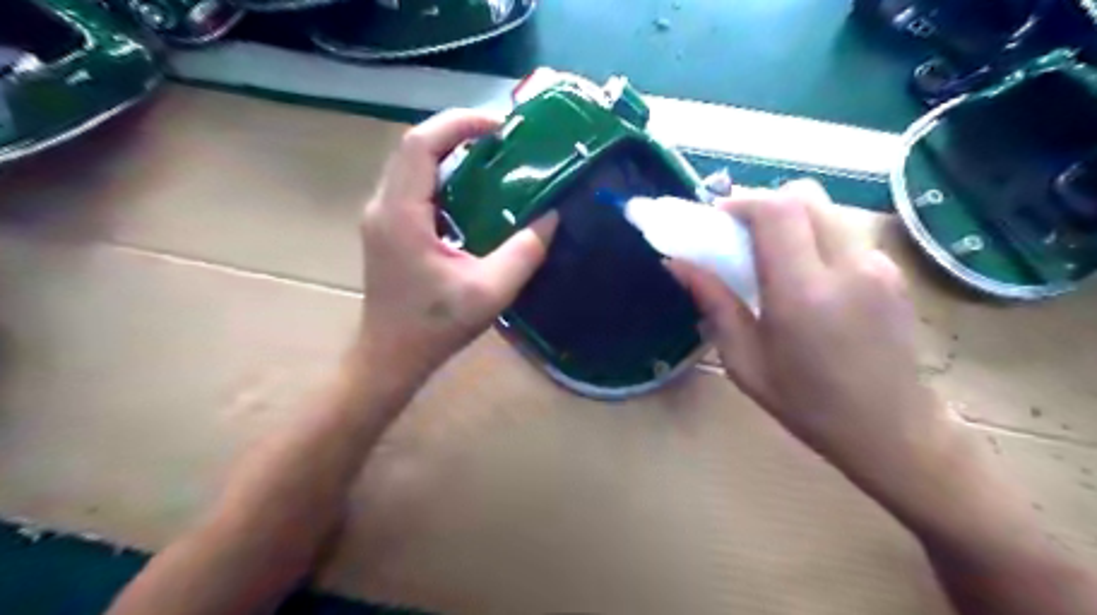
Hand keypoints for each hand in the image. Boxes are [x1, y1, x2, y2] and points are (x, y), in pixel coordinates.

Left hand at [358, 110, 558, 389]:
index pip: (421, 145)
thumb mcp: (489, 292)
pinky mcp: (387, 230)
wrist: (390, 357)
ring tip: (492, 158)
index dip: (459, 123)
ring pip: (412, 165)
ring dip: (450, 153)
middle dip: (457, 133)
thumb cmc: (434, 327)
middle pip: (414, 148)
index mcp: (401, 214)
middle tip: (502, 139)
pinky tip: (473, 192)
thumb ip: (524, 253)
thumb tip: (552, 216)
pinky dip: (444, 177)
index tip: (500, 126)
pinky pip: (414, 187)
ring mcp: (381, 217)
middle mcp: (383, 206)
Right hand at [663, 182, 955, 485]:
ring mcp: (878, 265)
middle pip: (805, 195)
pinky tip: (805, 277)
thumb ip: (713, 303)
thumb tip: (678, 264)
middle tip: (739, 232)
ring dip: (790, 218)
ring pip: (826, 210)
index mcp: (803, 292)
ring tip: (770, 254)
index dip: (743, 202)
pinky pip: (843, 233)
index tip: (717, 218)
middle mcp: (847, 266)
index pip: (778, 211)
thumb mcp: (744, 360)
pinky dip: (814, 236)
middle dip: (764, 202)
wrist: (891, 429)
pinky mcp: (892, 271)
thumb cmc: (806, 403)